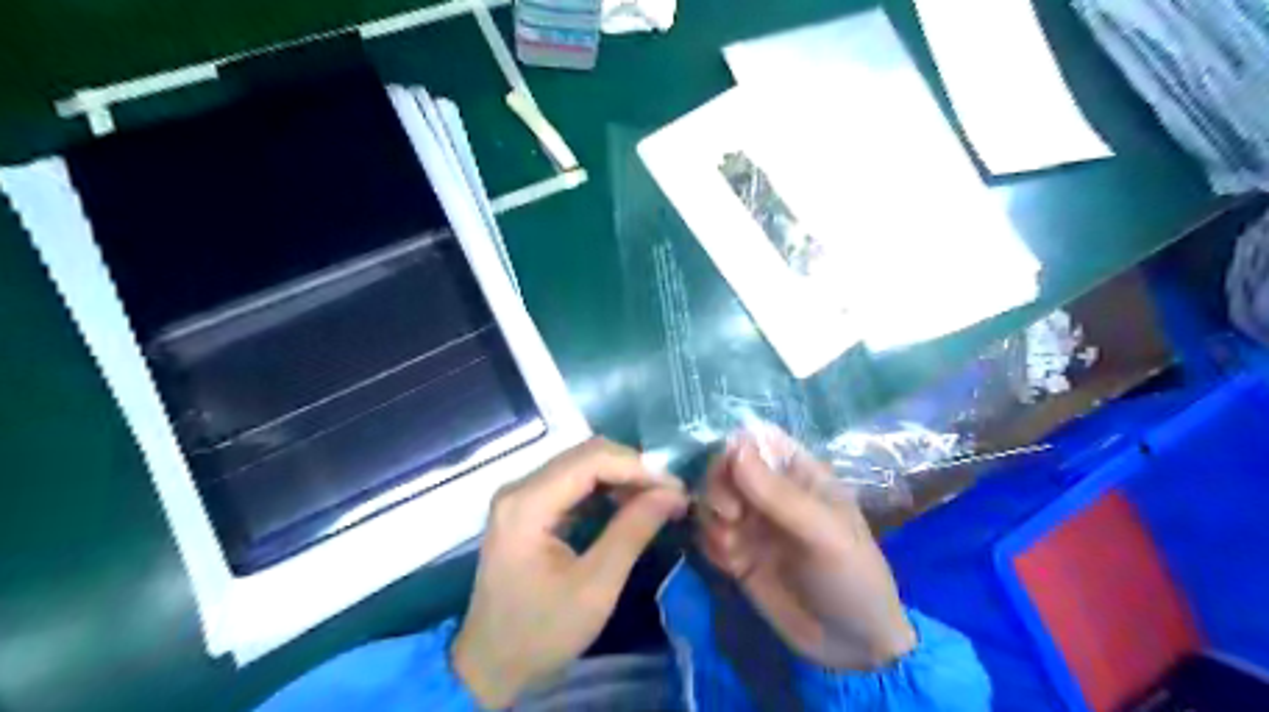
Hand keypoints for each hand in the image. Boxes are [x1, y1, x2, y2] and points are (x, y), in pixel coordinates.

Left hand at [451, 436, 689, 708]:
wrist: (491, 665)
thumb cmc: (542, 632)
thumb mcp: (596, 586)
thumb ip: (633, 531)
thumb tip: (672, 493)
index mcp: (527, 503)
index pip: (591, 460)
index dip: (638, 468)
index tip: (676, 489)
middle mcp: (519, 487)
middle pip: (585, 455)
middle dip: (633, 470)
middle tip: (670, 494)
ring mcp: (521, 495)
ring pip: (581, 464)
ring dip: (622, 477)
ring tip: (656, 500)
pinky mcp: (527, 507)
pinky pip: (572, 482)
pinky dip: (605, 489)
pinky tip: (629, 505)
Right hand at [693, 429, 913, 672]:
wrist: (852, 648)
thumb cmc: (851, 578)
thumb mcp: (822, 533)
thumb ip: (778, 493)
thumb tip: (734, 448)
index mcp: (799, 474)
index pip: (757, 441)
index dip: (736, 449)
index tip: (730, 472)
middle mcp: (770, 492)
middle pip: (725, 467)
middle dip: (718, 487)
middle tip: (731, 516)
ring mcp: (752, 523)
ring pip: (711, 499)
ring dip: (711, 518)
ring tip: (733, 546)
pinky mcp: (738, 553)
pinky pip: (708, 534)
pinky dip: (710, 545)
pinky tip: (731, 565)